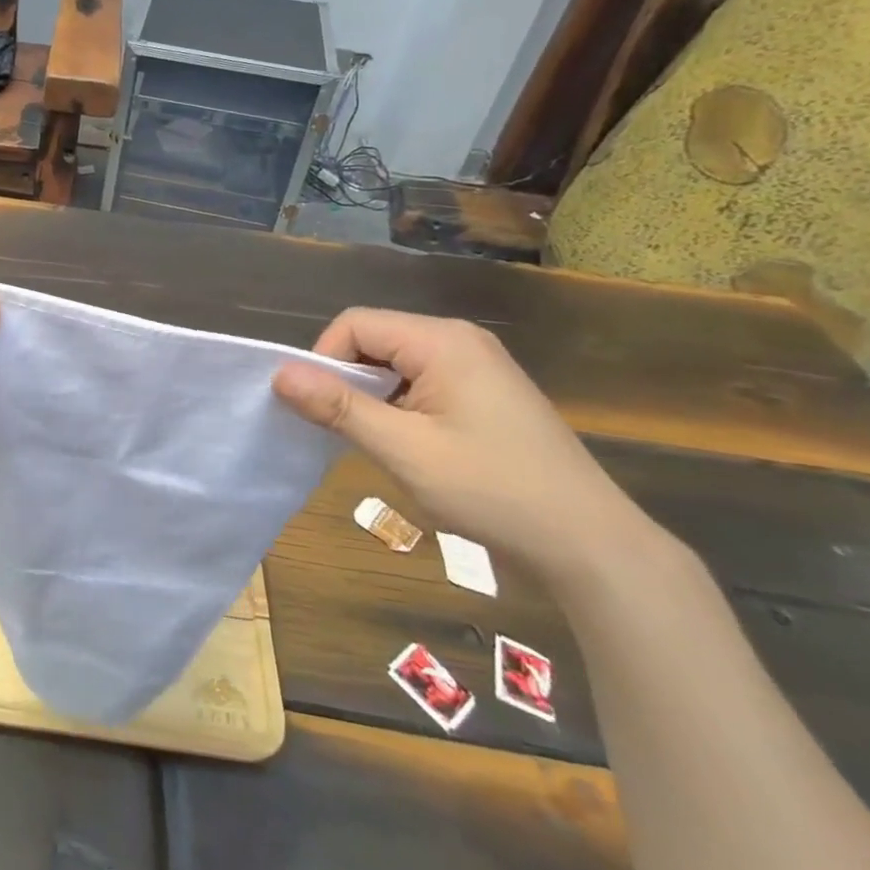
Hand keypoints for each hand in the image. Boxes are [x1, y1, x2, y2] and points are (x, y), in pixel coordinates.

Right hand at [272, 308, 656, 586]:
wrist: (590, 544)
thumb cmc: (492, 490)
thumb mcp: (404, 450)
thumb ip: (339, 407)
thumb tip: (279, 374)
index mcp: (442, 340)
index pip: (355, 324)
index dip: (324, 360)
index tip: (319, 410)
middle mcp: (460, 340)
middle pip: (375, 339)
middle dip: (347, 379)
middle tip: (343, 430)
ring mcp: (478, 366)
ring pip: (396, 363)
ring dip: (372, 396)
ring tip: (376, 442)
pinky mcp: (486, 393)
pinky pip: (422, 382)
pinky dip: (399, 406)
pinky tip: (408, 446)